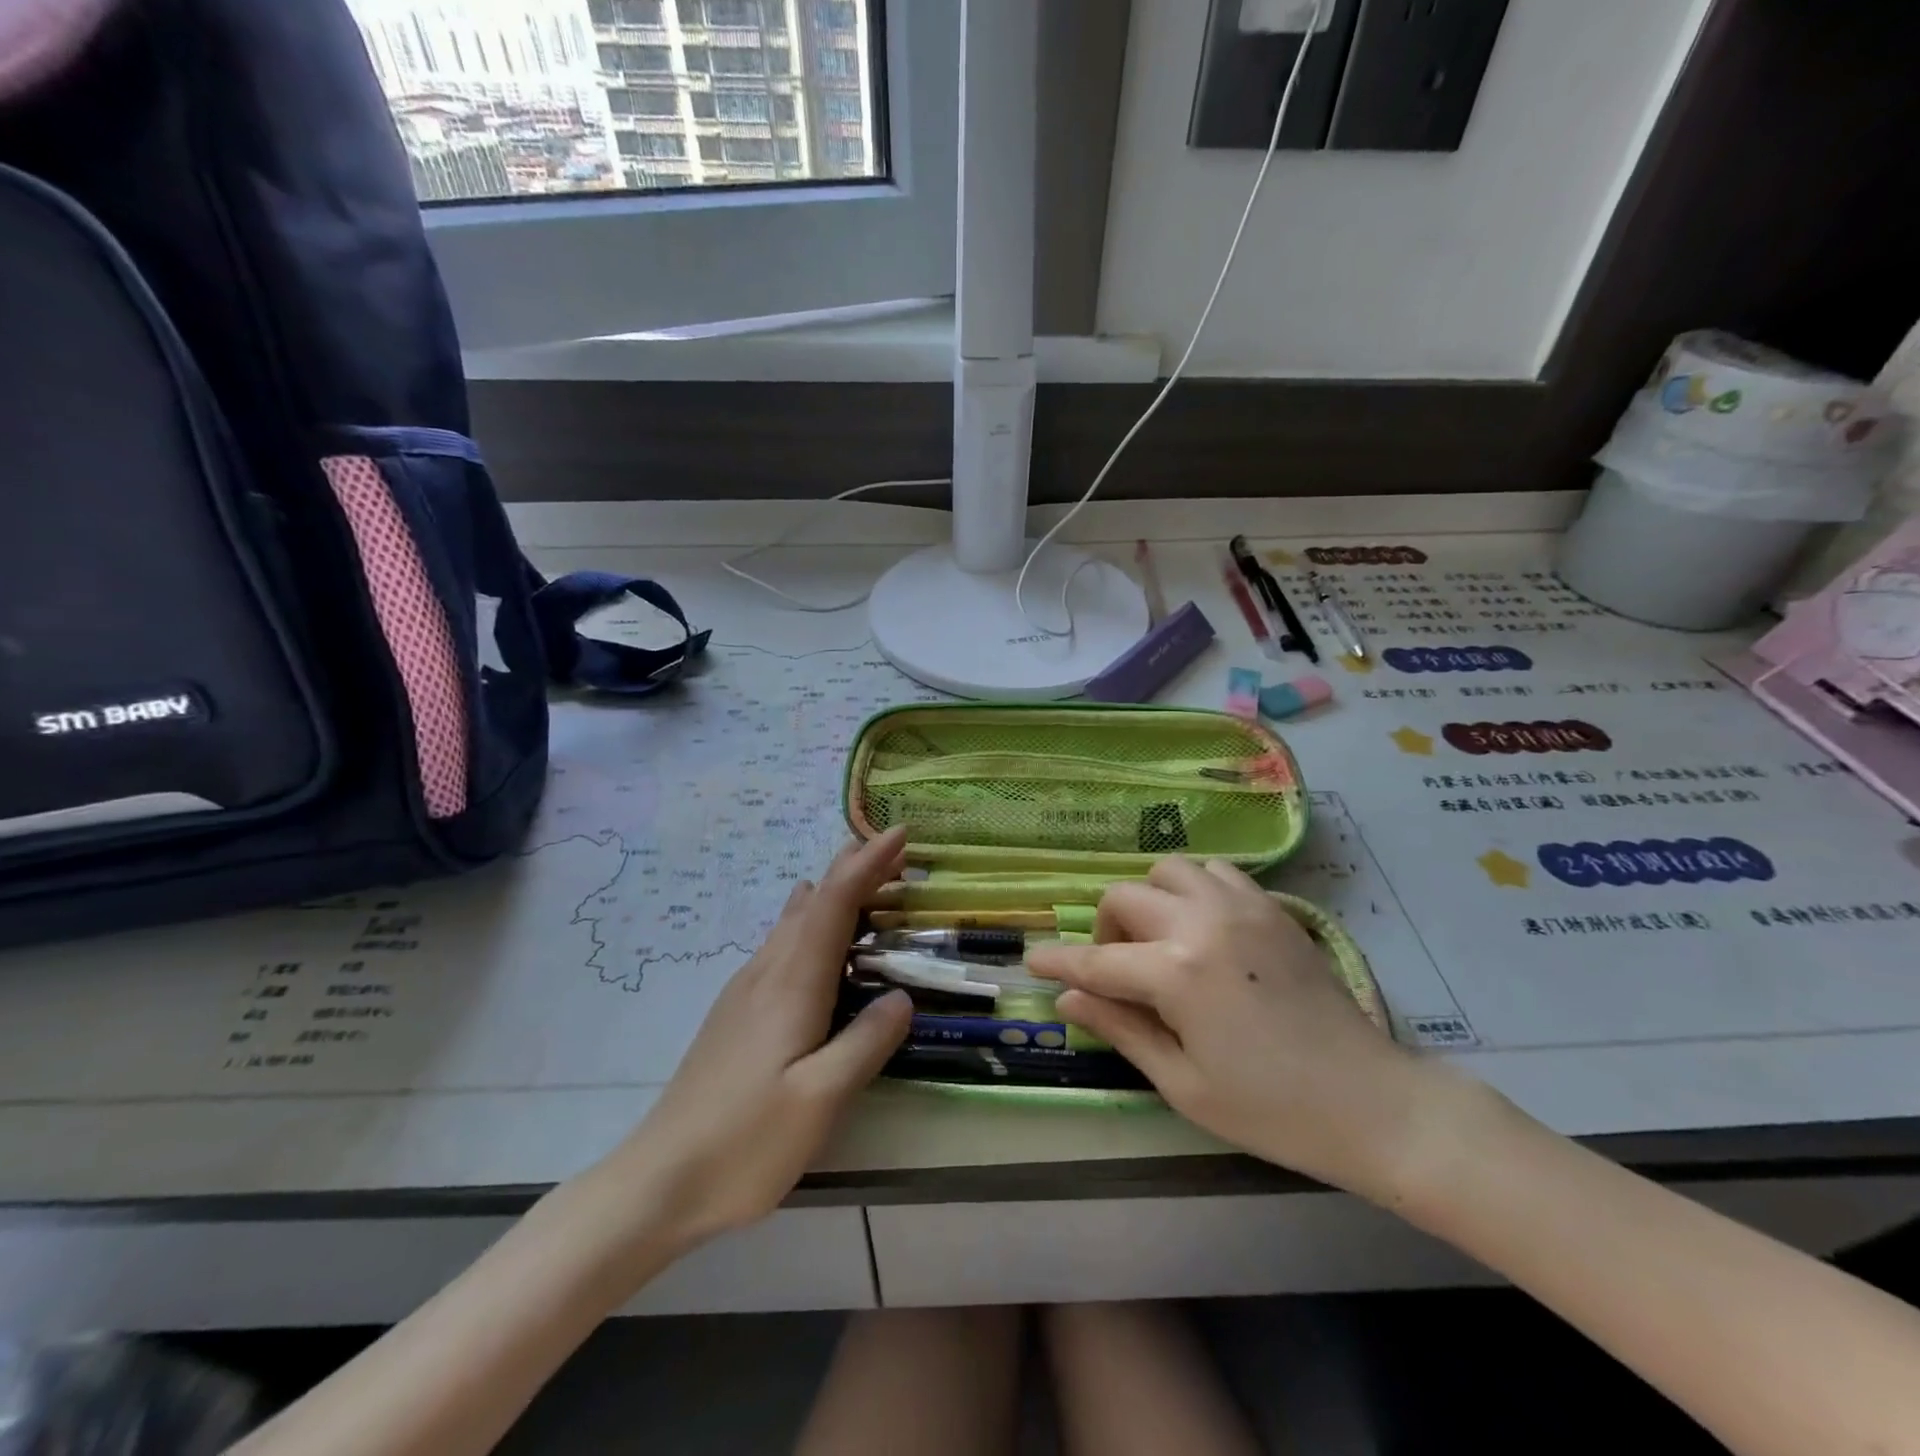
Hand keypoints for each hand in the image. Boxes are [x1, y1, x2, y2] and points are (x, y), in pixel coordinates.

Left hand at [578, 829, 912, 1267]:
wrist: (658, 1180)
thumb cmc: (745, 1142)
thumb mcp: (819, 1101)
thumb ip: (866, 1044)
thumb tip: (902, 996)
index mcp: (792, 985)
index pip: (835, 904)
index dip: (868, 864)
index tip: (900, 832)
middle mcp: (768, 973)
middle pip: (815, 902)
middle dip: (854, 868)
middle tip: (893, 848)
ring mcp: (746, 991)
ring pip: (795, 920)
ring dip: (832, 891)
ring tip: (862, 876)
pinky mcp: (737, 1012)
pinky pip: (782, 943)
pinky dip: (812, 920)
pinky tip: (811, 929)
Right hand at [1029, 856, 1473, 1203]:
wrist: (1371, 1102)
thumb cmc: (1270, 1109)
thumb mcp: (1183, 1084)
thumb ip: (1120, 1029)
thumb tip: (1067, 1002)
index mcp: (1176, 973)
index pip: (1097, 960)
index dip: (1059, 963)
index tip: (1032, 962)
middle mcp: (1201, 923)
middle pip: (1125, 897)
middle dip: (1105, 929)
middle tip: (1115, 969)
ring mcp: (1241, 907)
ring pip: (1169, 870)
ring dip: (1150, 898)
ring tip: (1159, 939)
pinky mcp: (1272, 908)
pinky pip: (1217, 873)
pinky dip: (1194, 889)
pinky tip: (1202, 927)